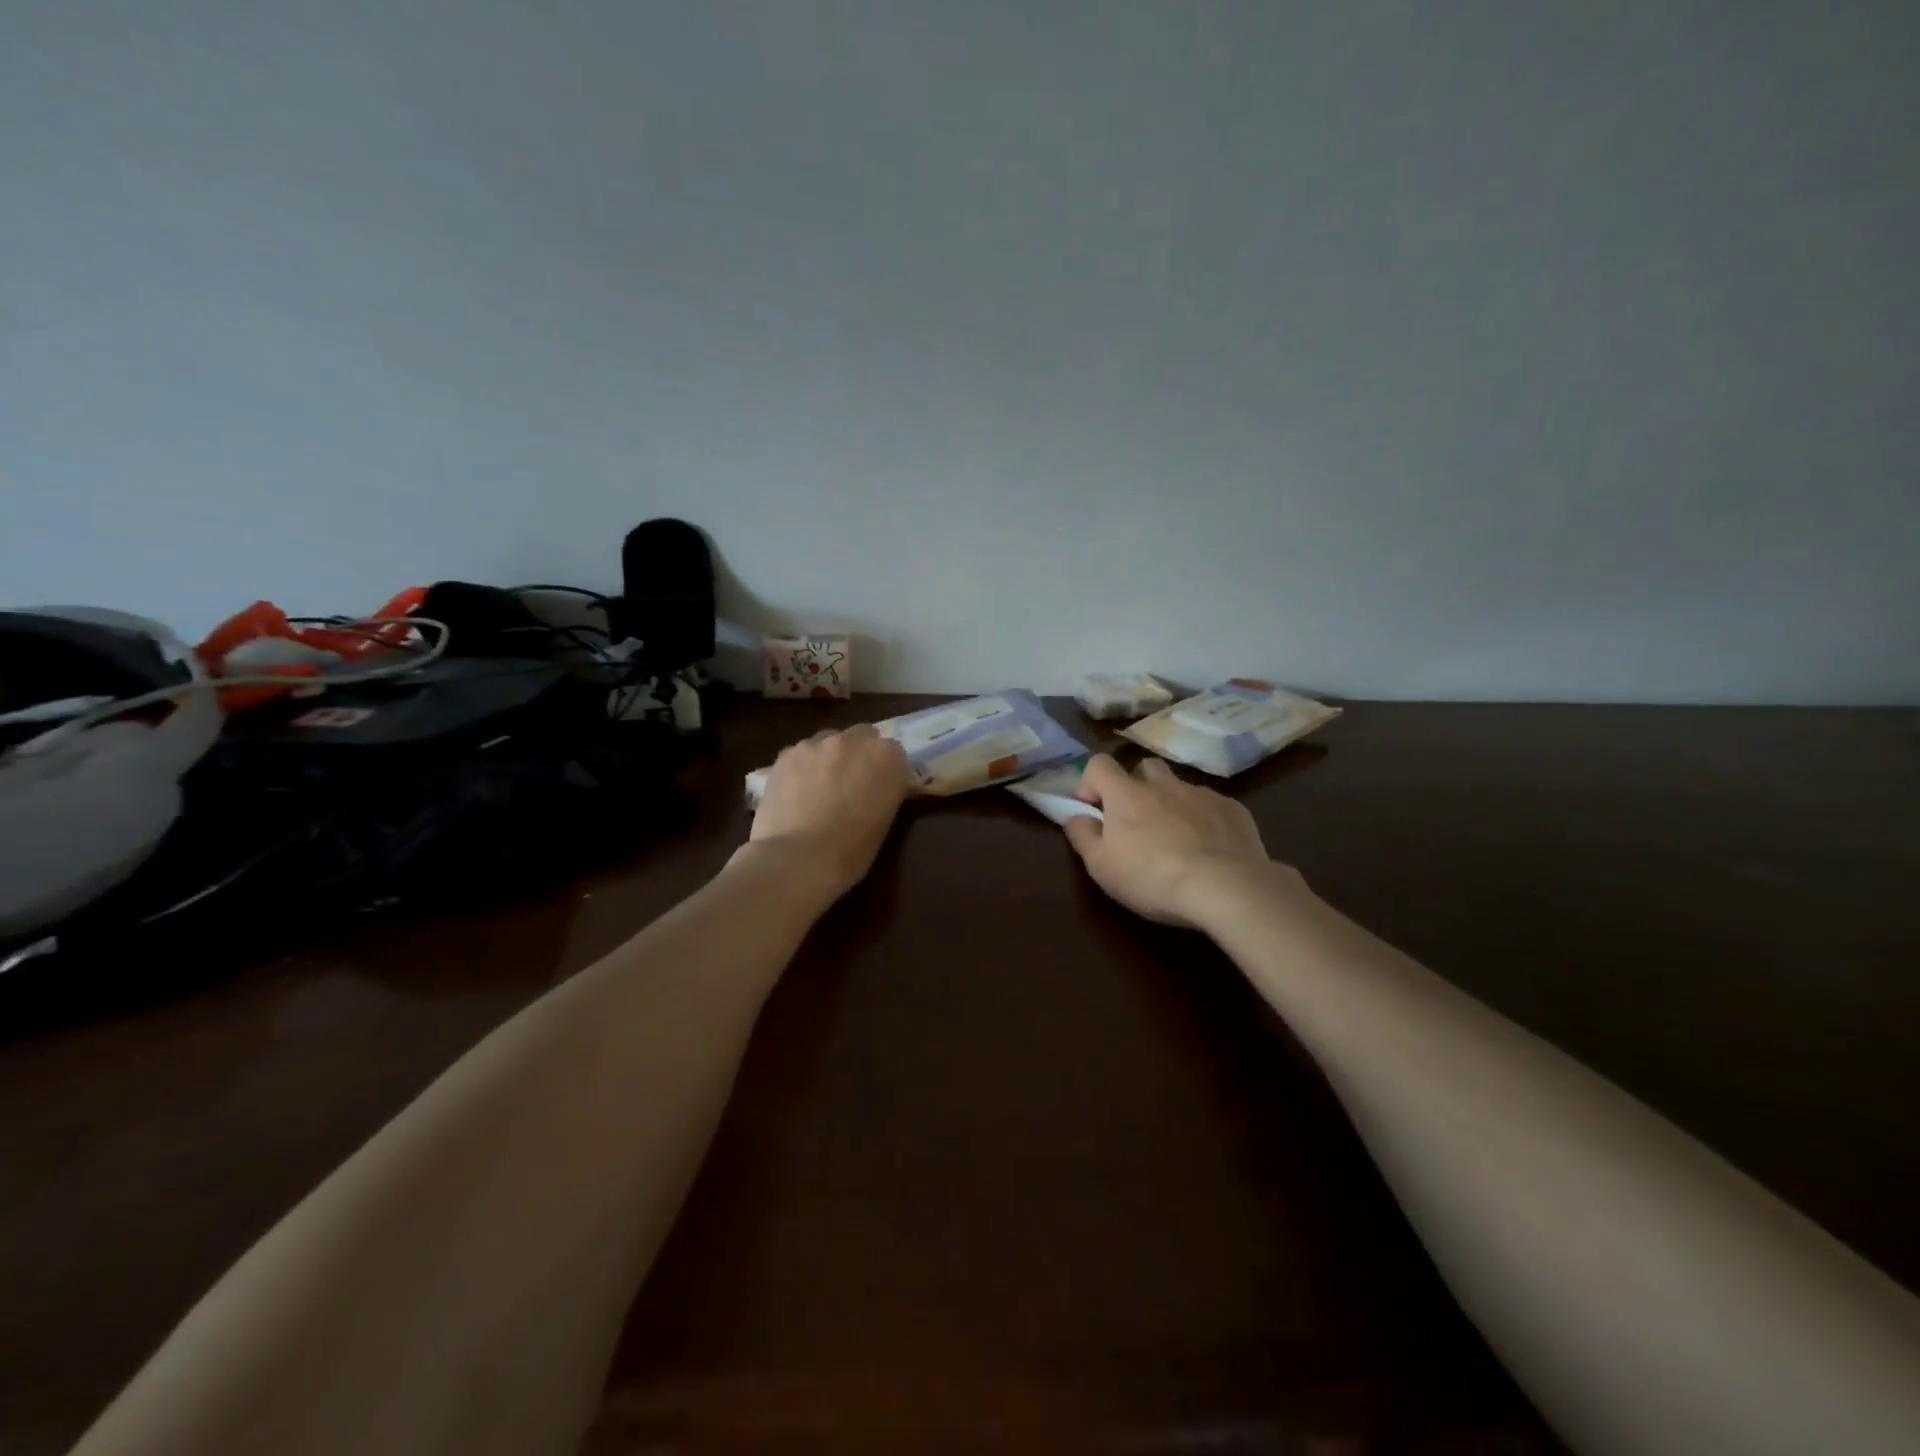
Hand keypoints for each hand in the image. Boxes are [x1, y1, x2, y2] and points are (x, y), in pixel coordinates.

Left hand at [746, 725, 913, 903]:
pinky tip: (795, 792)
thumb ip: (884, 791)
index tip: (881, 788)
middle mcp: (854, 740)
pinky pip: (800, 754)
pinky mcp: (786, 753)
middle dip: (859, 754)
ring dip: (829, 758)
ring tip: (819, 788)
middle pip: (862, 736)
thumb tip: (875, 788)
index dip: (886, 770)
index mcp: (887, 757)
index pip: (894, 752)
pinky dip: (802, 767)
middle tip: (851, 783)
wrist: (799, 859)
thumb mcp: (884, 820)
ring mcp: (817, 743)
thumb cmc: (851, 850)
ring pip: (828, 741)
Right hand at [1064, 754, 1283, 928]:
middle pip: (1144, 767)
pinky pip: (1212, 806)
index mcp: (1126, 794)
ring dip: (1172, 804)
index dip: (1091, 782)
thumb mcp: (1101, 867)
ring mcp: (1202, 794)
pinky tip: (1210, 850)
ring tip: (1177, 840)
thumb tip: (1076, 816)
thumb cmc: (1152, 878)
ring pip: (1180, 788)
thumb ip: (1082, 836)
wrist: (1227, 888)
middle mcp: (1164, 784)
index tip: (1094, 811)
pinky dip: (1205, 821)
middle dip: (1136, 786)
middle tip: (1137, 822)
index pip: (1099, 764)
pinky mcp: (1234, 810)